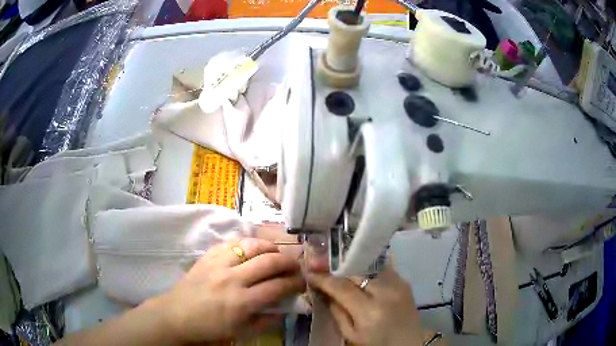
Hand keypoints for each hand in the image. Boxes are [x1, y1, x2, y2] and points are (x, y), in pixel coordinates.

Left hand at [152, 238, 304, 343]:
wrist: (177, 315)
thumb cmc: (210, 328)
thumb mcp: (242, 332)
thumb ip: (267, 320)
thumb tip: (286, 306)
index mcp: (242, 302)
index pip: (278, 287)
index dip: (295, 283)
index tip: (302, 282)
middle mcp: (232, 279)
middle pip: (269, 262)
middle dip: (289, 262)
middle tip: (295, 266)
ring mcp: (218, 264)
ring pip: (252, 246)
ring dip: (270, 248)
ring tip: (276, 254)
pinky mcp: (208, 256)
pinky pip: (232, 242)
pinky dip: (248, 243)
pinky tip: (253, 248)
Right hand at [307, 266, 424, 345]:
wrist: (408, 345)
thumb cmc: (376, 345)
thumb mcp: (351, 335)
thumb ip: (337, 312)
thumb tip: (324, 291)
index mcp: (369, 311)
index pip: (341, 287)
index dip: (323, 278)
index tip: (309, 273)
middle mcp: (386, 292)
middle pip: (355, 272)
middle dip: (337, 269)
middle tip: (323, 268)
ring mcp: (398, 284)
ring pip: (369, 266)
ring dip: (353, 268)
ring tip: (341, 269)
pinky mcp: (405, 282)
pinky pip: (382, 269)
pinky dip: (369, 269)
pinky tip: (361, 273)